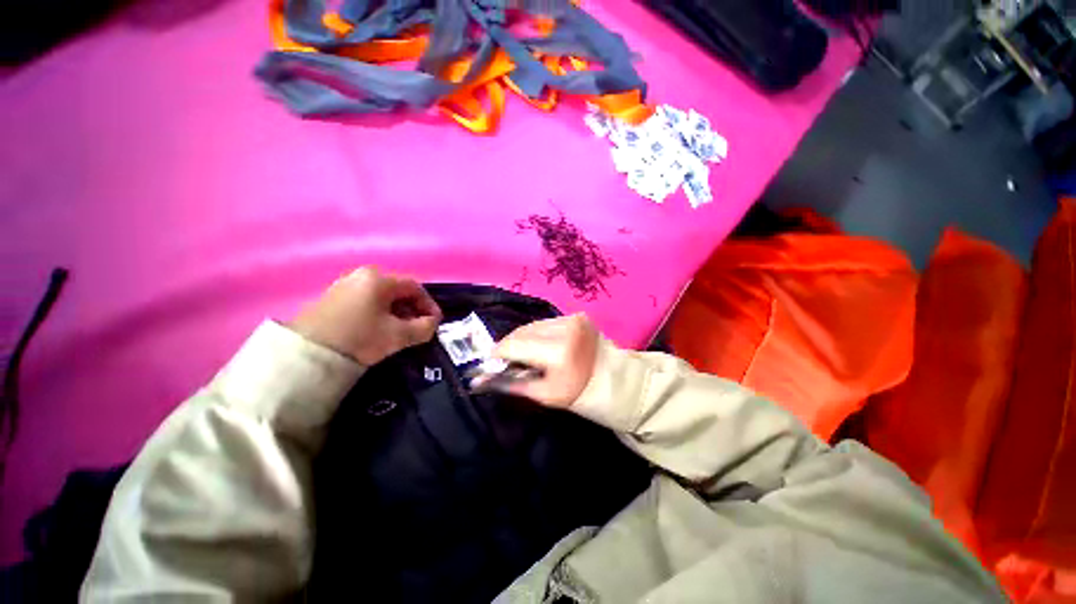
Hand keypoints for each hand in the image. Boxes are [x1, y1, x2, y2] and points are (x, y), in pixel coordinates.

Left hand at [291, 267, 441, 365]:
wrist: (306, 354)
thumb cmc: (359, 338)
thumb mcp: (398, 335)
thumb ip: (424, 328)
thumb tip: (432, 324)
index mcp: (379, 279)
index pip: (415, 287)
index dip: (429, 304)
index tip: (435, 322)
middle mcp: (361, 275)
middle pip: (398, 291)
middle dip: (413, 310)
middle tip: (419, 328)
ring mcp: (344, 286)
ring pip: (382, 297)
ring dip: (397, 313)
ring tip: (401, 332)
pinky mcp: (332, 299)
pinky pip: (366, 302)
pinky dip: (379, 314)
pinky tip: (379, 330)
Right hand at [485, 314, 598, 408]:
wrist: (612, 379)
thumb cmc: (577, 393)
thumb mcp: (543, 395)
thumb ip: (511, 384)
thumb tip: (480, 380)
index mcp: (558, 351)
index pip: (516, 345)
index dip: (498, 352)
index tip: (491, 360)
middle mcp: (564, 328)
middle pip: (523, 331)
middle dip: (510, 344)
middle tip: (506, 357)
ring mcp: (572, 319)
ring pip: (533, 325)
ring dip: (523, 337)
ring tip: (524, 351)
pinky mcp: (576, 316)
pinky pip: (546, 322)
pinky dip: (537, 332)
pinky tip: (540, 343)